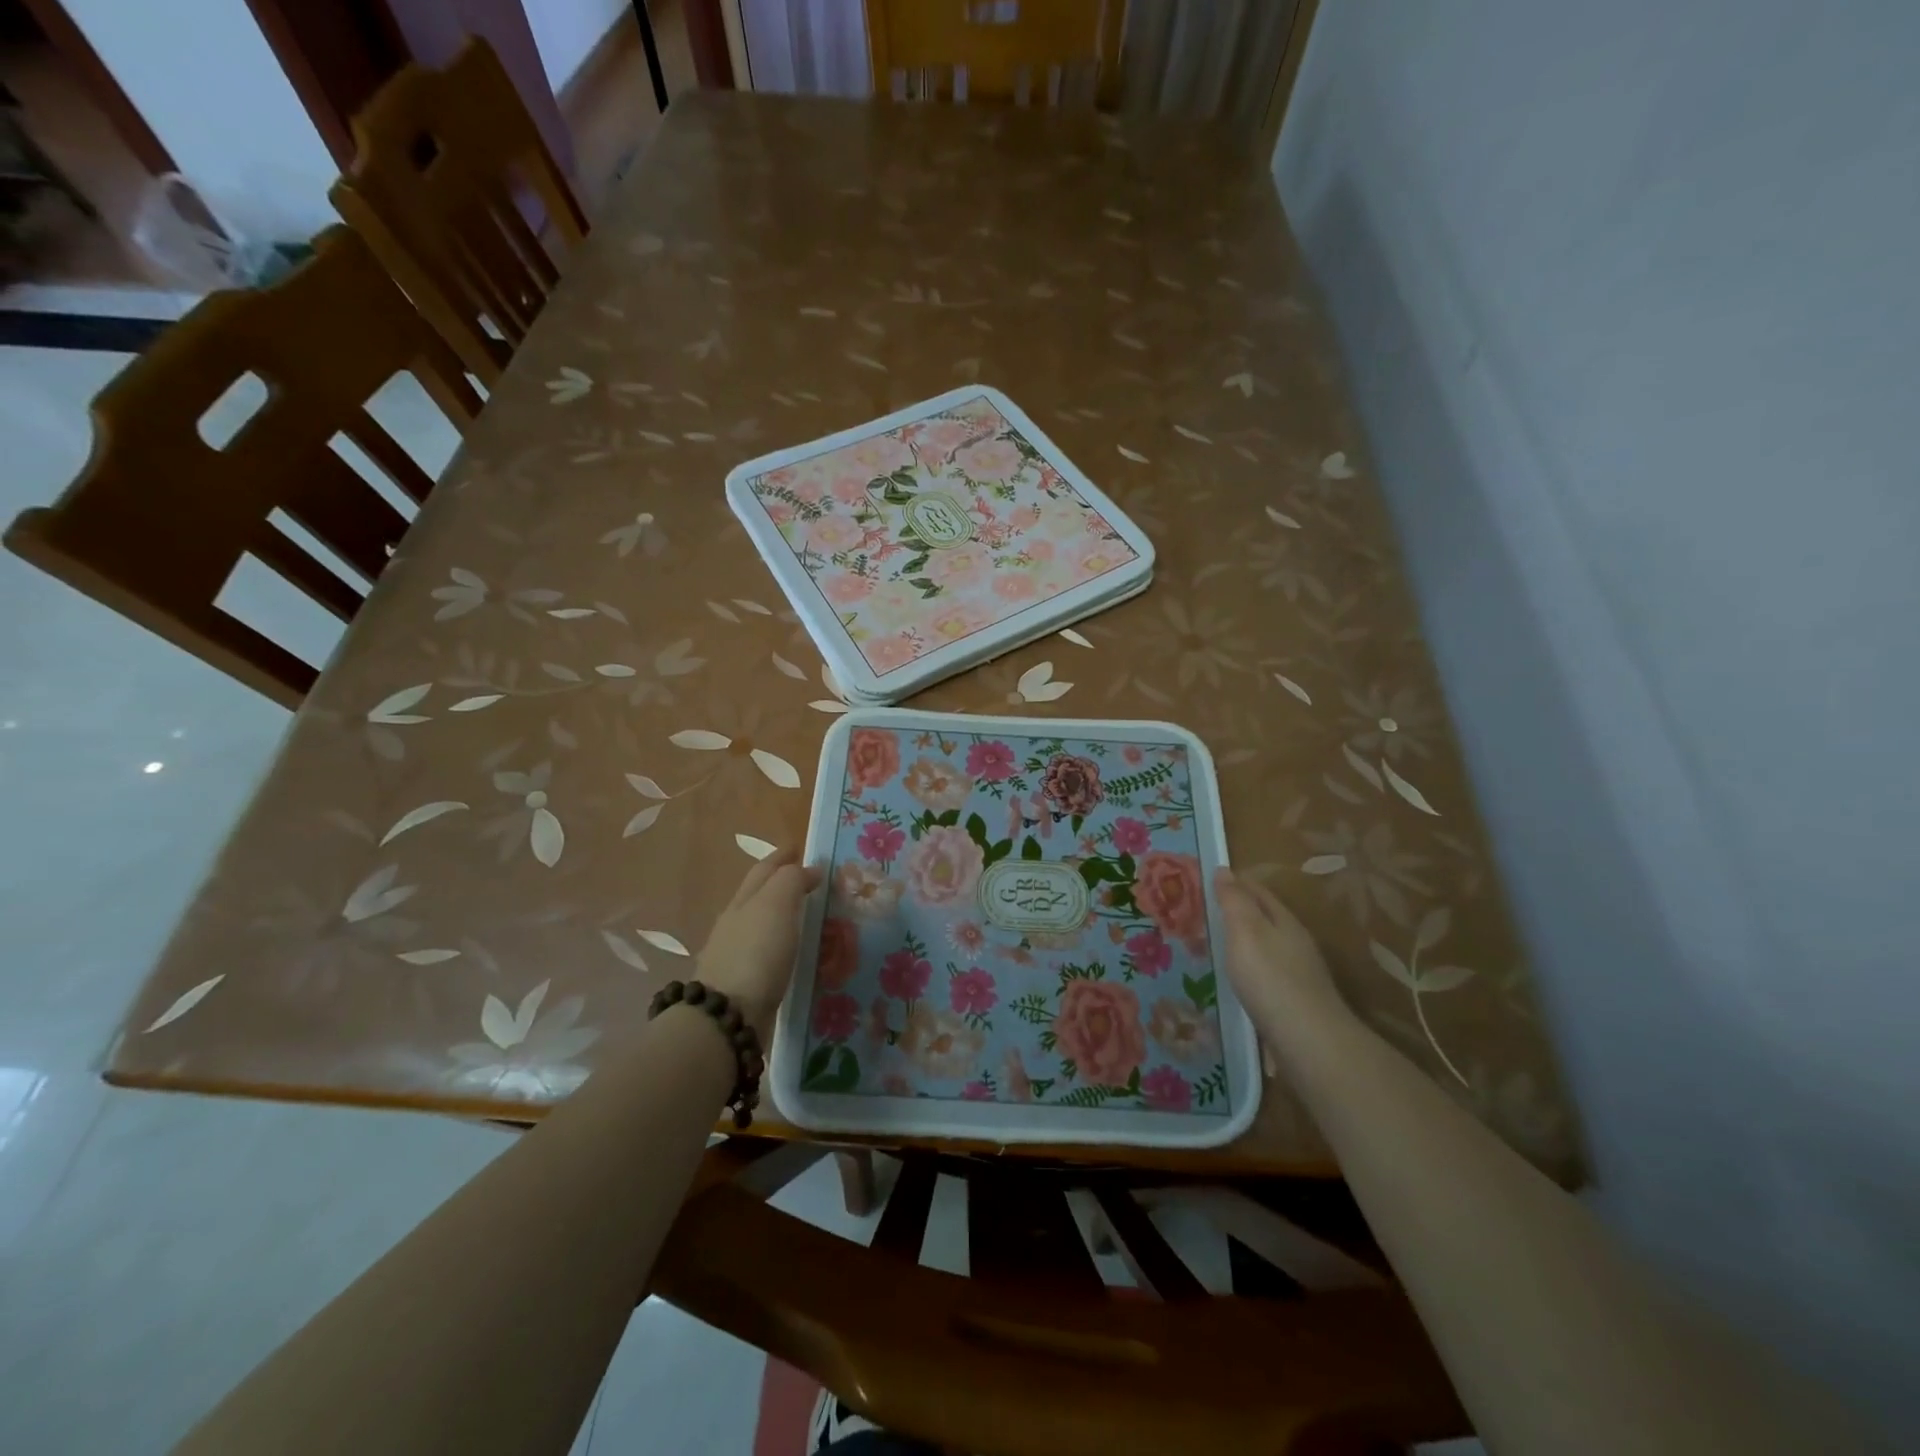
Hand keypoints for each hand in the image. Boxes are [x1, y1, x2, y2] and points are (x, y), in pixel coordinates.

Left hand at [694, 849, 822, 1040]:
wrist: (727, 1017)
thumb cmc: (756, 953)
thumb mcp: (776, 905)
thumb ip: (791, 880)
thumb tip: (808, 869)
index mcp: (743, 900)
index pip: (764, 869)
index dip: (783, 857)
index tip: (802, 849)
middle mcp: (735, 923)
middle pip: (758, 894)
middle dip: (780, 882)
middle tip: (811, 881)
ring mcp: (735, 954)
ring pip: (761, 924)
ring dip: (781, 915)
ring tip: (807, 916)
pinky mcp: (743, 983)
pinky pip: (766, 953)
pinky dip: (781, 945)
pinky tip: (793, 953)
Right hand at [1214, 867, 1352, 1047]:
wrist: (1308, 1040)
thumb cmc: (1270, 978)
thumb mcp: (1245, 930)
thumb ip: (1234, 901)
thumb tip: (1224, 870)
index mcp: (1285, 921)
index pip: (1259, 892)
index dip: (1236, 882)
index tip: (1211, 878)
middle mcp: (1297, 943)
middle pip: (1267, 917)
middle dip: (1242, 910)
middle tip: (1210, 909)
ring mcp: (1300, 974)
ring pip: (1269, 946)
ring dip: (1247, 940)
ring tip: (1221, 942)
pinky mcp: (1296, 1002)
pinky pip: (1270, 972)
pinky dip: (1253, 966)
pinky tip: (1242, 978)